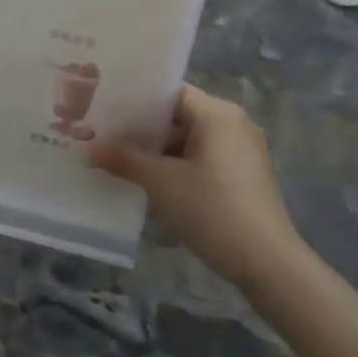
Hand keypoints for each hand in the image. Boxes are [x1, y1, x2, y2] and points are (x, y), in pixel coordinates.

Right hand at [89, 85, 304, 285]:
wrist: (268, 263)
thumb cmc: (212, 210)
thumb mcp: (161, 183)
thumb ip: (124, 160)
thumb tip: (88, 150)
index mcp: (217, 113)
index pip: (169, 93)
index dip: (136, 100)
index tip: (105, 109)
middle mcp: (234, 123)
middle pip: (180, 115)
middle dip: (144, 128)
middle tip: (105, 135)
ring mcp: (243, 150)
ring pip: (191, 139)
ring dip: (160, 150)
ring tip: (121, 159)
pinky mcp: (246, 175)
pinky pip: (205, 157)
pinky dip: (180, 164)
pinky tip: (153, 181)